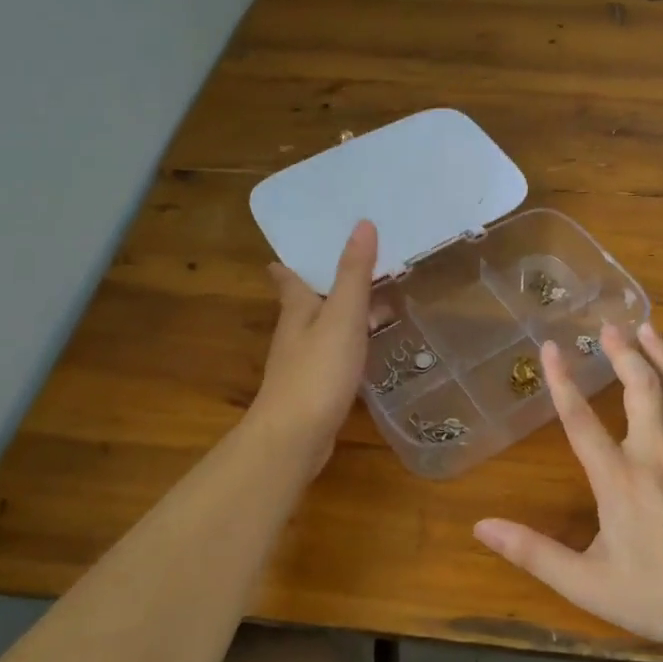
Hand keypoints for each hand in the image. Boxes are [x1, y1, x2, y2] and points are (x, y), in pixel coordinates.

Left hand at [250, 220, 376, 475]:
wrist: (294, 437)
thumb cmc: (317, 371)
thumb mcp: (342, 316)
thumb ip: (353, 273)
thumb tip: (363, 224)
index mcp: (297, 310)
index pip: (288, 278)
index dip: (289, 263)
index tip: (289, 252)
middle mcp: (294, 333)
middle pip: (308, 302)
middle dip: (325, 286)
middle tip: (355, 268)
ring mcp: (303, 363)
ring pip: (324, 329)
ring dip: (343, 315)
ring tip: (374, 304)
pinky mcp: (314, 389)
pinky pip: (335, 355)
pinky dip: (351, 344)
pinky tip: (368, 350)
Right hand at [473, 322, 662, 652]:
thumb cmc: (659, 596)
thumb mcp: (587, 584)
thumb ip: (533, 553)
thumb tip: (481, 528)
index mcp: (619, 480)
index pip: (581, 420)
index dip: (562, 381)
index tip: (550, 347)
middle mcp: (655, 455)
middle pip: (639, 387)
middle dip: (623, 352)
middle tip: (608, 326)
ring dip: (659, 354)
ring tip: (646, 328)